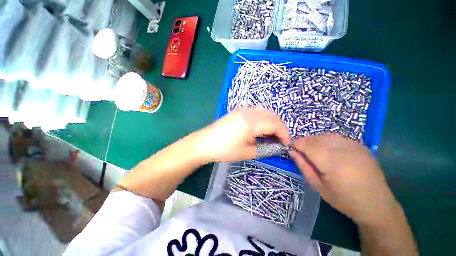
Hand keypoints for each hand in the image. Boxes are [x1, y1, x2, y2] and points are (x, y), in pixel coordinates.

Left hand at [196, 107, 290, 161]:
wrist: (205, 143)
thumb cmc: (225, 149)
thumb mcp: (248, 152)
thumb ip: (266, 148)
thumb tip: (278, 146)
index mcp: (252, 122)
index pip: (275, 125)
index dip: (284, 134)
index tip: (287, 145)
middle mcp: (249, 112)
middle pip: (272, 116)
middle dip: (280, 127)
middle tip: (281, 140)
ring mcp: (243, 110)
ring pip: (265, 112)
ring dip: (272, 122)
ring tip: (272, 134)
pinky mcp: (238, 111)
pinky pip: (256, 112)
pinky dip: (263, 119)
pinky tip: (261, 128)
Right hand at [289, 134, 397, 225]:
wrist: (376, 203)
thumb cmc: (344, 199)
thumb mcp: (318, 186)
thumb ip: (303, 166)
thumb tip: (291, 151)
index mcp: (331, 162)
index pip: (306, 144)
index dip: (295, 144)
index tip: (291, 149)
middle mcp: (342, 149)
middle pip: (314, 138)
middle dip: (303, 143)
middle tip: (302, 153)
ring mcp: (353, 145)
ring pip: (324, 135)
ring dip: (314, 141)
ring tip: (314, 152)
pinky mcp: (359, 144)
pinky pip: (336, 137)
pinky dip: (326, 140)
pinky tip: (328, 151)